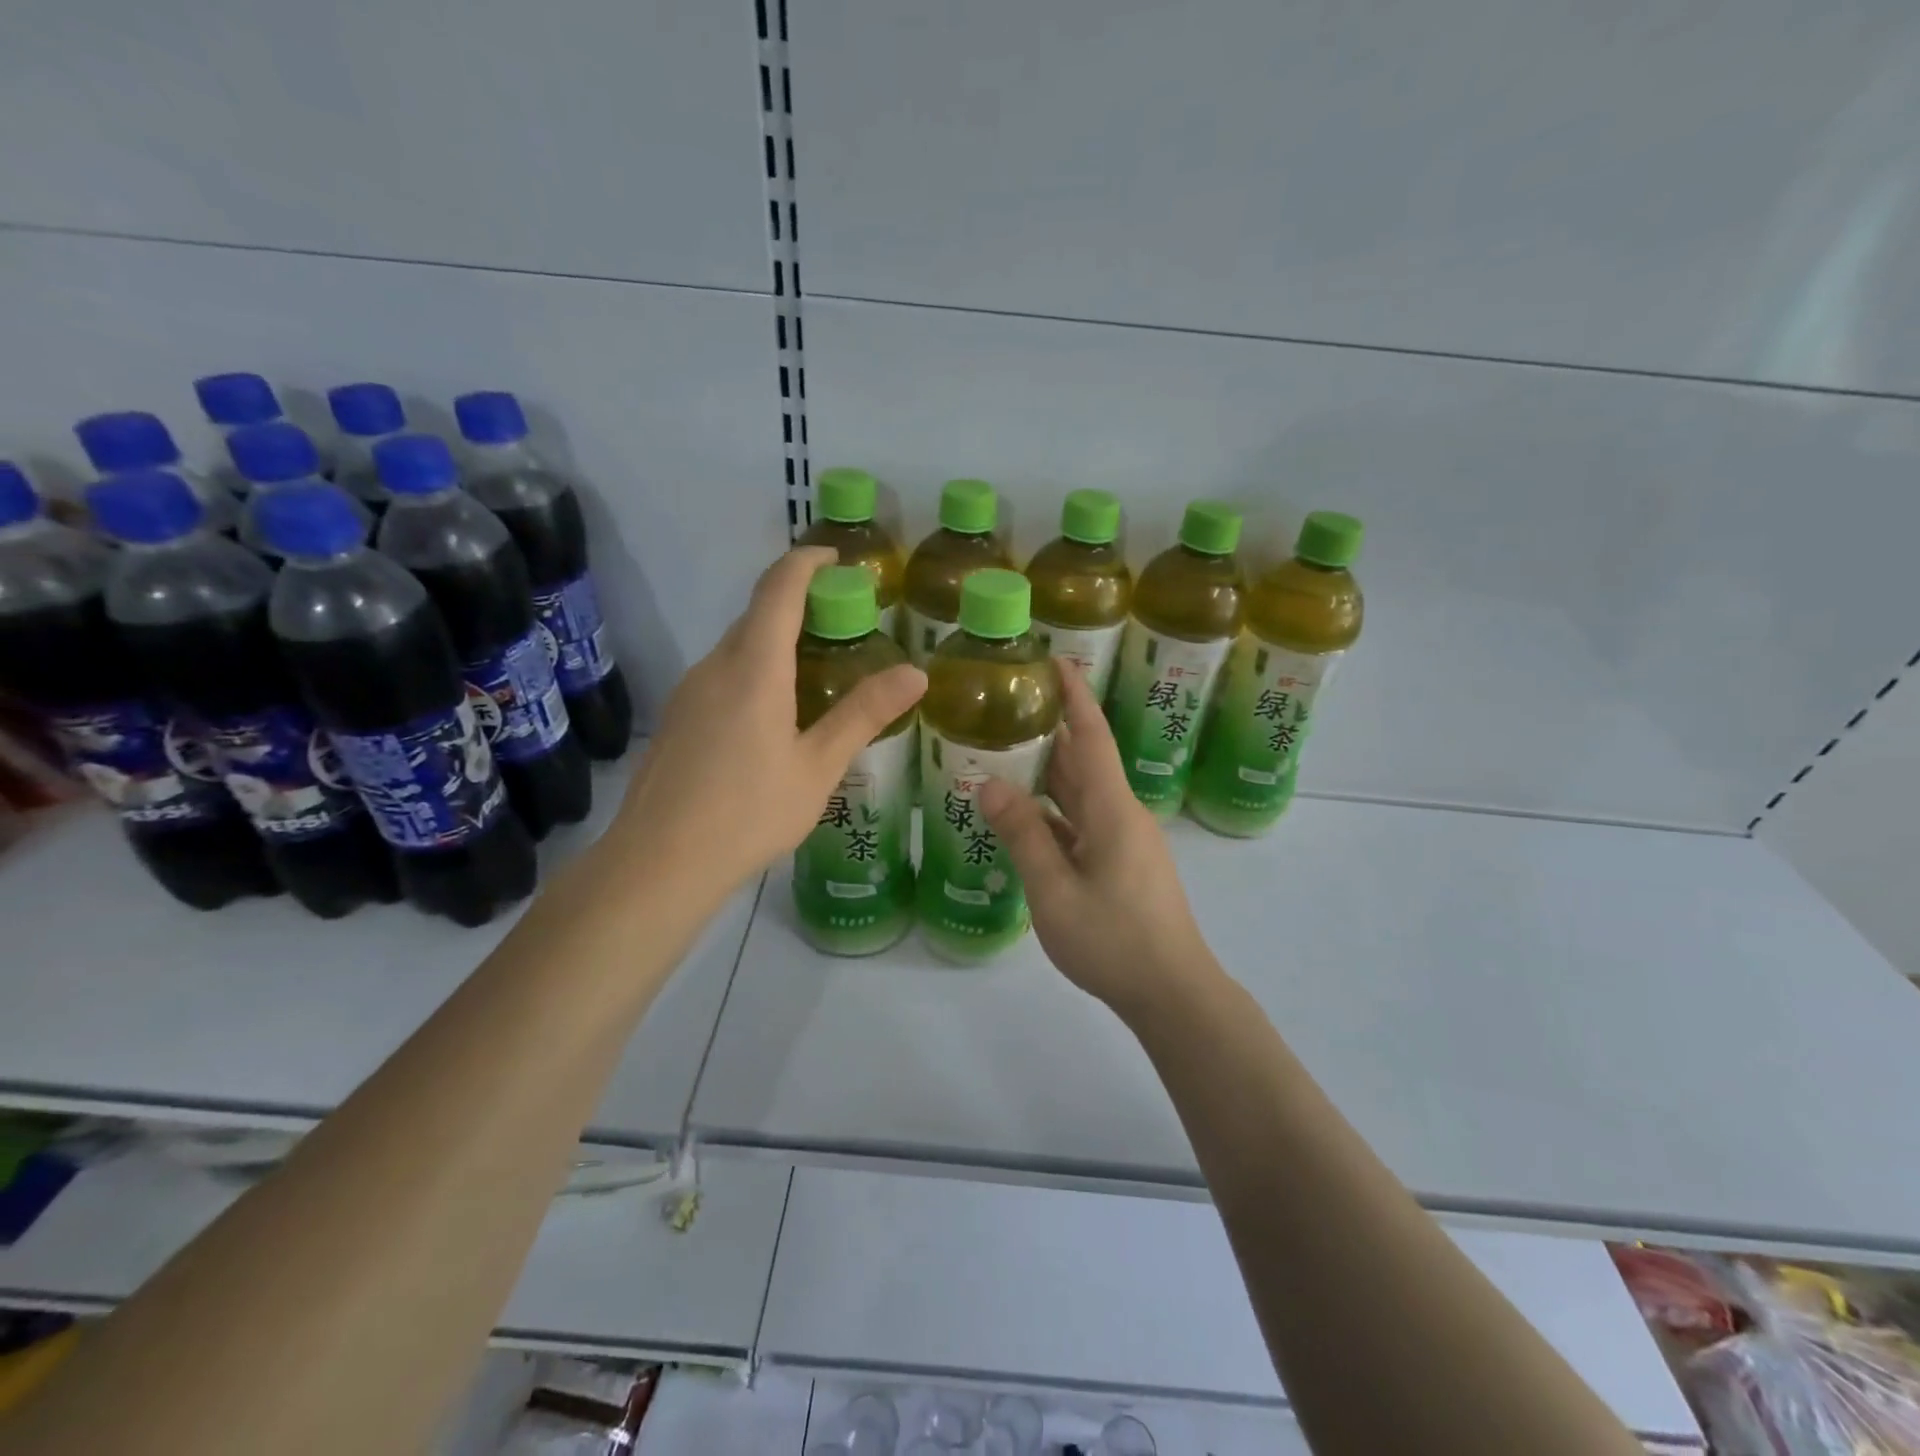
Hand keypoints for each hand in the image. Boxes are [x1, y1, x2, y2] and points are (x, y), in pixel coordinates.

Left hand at [613, 547, 925, 890]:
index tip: (836, 557)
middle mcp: (715, 667)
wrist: (659, 862)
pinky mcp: (677, 718)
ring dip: (775, 641)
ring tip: (817, 671)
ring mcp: (689, 692)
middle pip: (757, 616)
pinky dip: (754, 671)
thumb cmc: (748, 813)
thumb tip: (915, 672)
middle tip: (843, 624)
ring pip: (737, 648)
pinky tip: (773, 715)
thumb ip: (863, 714)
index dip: (806, 562)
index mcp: (754, 669)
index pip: (778, 590)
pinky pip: (722, 675)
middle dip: (798, 604)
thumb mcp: (818, 767)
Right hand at [979, 664, 1213, 1018]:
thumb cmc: (1114, 940)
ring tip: (1004, 752)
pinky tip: (1021, 818)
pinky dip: (1052, 813)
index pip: (1092, 737)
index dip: (1075, 696)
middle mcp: (1121, 815)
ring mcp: (1123, 841)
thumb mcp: (1056, 890)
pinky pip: (1081, 824)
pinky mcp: (1121, 864)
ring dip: (1048, 773)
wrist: (1172, 992)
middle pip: (1083, 761)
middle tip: (1008, 705)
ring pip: (1081, 795)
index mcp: (1112, 810)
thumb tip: (989, 785)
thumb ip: (1023, 835)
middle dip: (1051, 730)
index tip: (1055, 660)